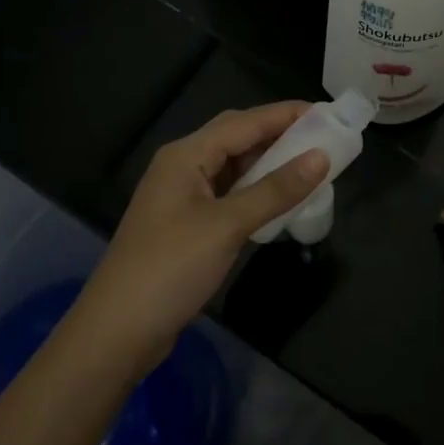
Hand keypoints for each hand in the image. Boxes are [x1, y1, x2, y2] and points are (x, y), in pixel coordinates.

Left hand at [74, 103, 328, 369]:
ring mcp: (181, 197)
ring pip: (232, 167)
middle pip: (235, 138)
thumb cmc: (170, 268)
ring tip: (308, 166)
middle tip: (321, 138)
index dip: (285, 114)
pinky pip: (228, 193)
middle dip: (277, 134)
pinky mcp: (185, 224)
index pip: (243, 122)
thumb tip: (321, 157)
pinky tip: (278, 200)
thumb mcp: (227, 226)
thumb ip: (275, 190)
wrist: (117, 332)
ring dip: (267, 164)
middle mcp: (181, 167)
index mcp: (186, 156)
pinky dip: (255, 191)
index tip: (326, 113)